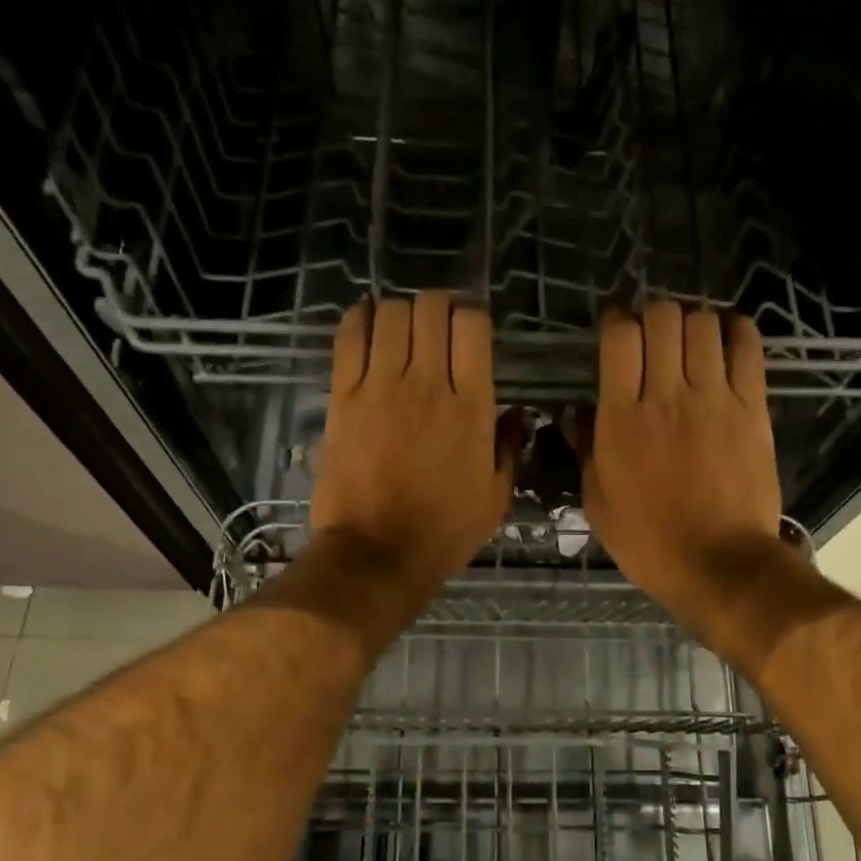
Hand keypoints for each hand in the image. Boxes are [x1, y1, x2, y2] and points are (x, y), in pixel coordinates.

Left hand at [309, 292, 516, 604]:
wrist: (376, 555)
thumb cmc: (443, 532)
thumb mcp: (494, 498)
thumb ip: (509, 448)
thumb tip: (517, 413)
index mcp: (472, 407)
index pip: (473, 325)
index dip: (473, 314)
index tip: (470, 328)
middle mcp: (427, 384)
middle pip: (431, 308)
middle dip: (437, 306)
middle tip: (436, 325)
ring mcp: (381, 387)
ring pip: (391, 313)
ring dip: (401, 311)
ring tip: (402, 328)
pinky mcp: (343, 397)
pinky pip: (350, 337)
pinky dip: (360, 319)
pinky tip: (368, 322)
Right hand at [579, 300, 799, 666]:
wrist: (719, 564)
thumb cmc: (649, 541)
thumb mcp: (598, 502)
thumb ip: (586, 449)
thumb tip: (579, 411)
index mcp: (622, 419)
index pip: (619, 337)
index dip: (615, 321)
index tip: (614, 330)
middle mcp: (667, 396)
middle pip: (662, 317)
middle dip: (651, 313)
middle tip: (650, 333)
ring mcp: (715, 399)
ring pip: (703, 324)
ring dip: (690, 320)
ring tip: (686, 337)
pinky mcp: (753, 408)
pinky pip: (747, 348)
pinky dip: (735, 330)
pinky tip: (725, 337)